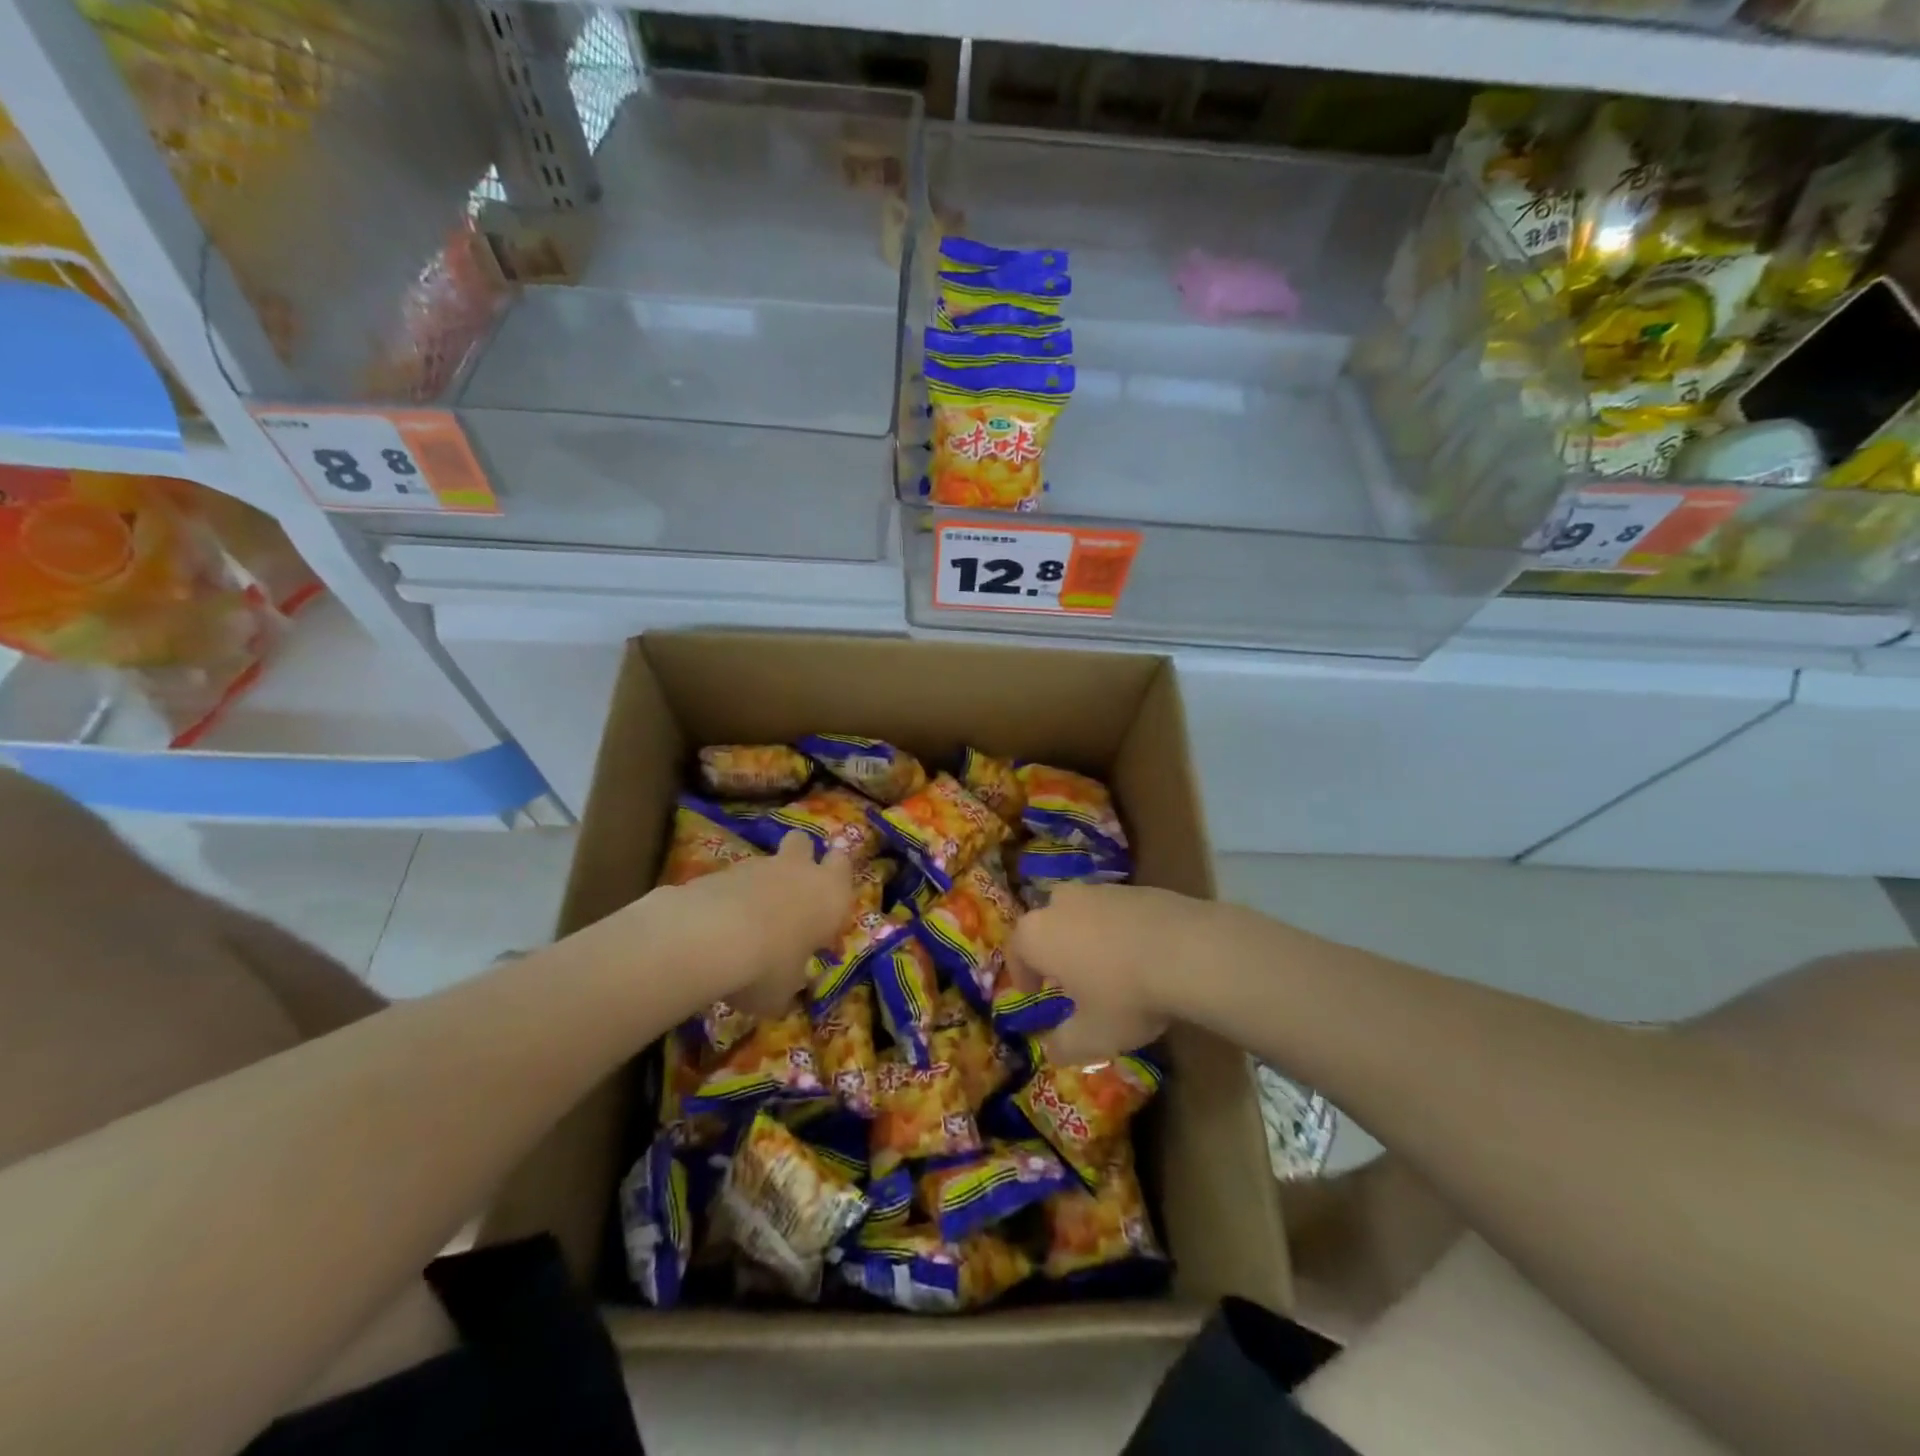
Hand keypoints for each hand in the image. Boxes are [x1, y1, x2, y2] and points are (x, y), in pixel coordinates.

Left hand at [645, 833, 853, 1016]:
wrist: (711, 938)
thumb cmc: (768, 966)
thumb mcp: (784, 991)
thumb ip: (788, 983)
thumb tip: (782, 992)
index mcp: (830, 895)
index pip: (843, 866)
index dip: (835, 880)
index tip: (825, 903)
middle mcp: (799, 871)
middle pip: (804, 843)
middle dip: (799, 858)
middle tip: (791, 889)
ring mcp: (757, 866)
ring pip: (765, 862)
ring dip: (760, 883)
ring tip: (746, 921)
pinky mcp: (720, 869)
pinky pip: (731, 879)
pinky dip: (728, 896)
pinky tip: (715, 926)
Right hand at [1006, 882, 1207, 1063]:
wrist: (1189, 952)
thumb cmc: (1125, 996)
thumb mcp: (1092, 1036)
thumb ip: (1064, 1044)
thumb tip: (1052, 1049)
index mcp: (1038, 934)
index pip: (1016, 950)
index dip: (1022, 973)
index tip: (1033, 992)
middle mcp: (1062, 903)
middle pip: (1048, 923)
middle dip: (1053, 948)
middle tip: (1069, 977)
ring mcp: (1101, 890)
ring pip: (1082, 913)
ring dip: (1087, 936)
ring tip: (1107, 967)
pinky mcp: (1137, 888)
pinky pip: (1116, 911)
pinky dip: (1119, 930)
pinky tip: (1141, 955)